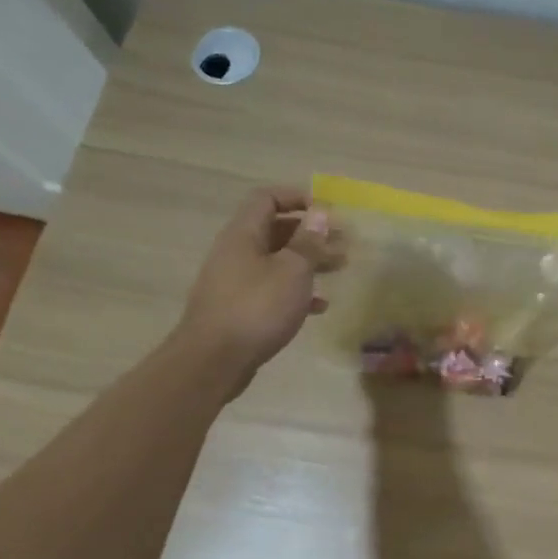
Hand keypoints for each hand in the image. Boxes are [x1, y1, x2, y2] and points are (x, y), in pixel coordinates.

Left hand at [175, 186, 341, 393]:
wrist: (213, 361)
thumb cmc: (257, 308)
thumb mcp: (292, 270)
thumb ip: (308, 241)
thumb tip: (319, 213)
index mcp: (244, 235)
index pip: (267, 198)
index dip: (297, 197)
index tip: (328, 211)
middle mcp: (236, 252)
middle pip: (276, 230)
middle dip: (311, 233)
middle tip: (344, 243)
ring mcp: (236, 281)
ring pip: (277, 260)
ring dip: (309, 261)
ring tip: (340, 268)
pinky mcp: (240, 308)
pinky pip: (272, 288)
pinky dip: (297, 291)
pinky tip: (319, 306)